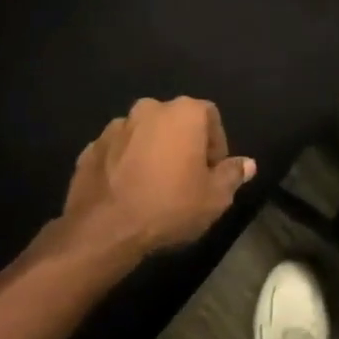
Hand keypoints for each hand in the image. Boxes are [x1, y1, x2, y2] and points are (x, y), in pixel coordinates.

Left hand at [61, 97, 255, 254]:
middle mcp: (150, 109)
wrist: (104, 229)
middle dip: (182, 145)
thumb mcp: (214, 198)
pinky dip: (124, 164)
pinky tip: (127, 192)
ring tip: (153, 186)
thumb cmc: (169, 206)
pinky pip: (117, 151)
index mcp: (184, 113)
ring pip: (144, 135)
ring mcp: (116, 127)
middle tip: (185, 178)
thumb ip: (232, 175)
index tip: (212, 173)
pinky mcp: (91, 148)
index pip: (210, 117)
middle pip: (175, 122)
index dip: (215, 145)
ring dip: (151, 152)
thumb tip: (247, 164)